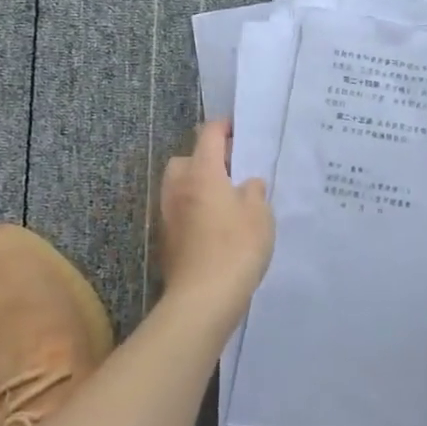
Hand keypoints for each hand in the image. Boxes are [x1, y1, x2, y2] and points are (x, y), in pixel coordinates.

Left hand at [156, 121, 274, 314]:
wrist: (203, 298)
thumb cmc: (236, 247)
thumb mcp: (260, 214)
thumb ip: (254, 191)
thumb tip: (247, 184)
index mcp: (202, 172)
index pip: (209, 135)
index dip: (224, 127)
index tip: (238, 130)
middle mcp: (179, 187)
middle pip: (187, 159)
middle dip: (206, 159)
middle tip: (231, 170)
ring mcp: (168, 214)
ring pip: (180, 186)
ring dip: (198, 185)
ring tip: (225, 200)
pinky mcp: (166, 239)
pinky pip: (180, 211)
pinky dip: (194, 210)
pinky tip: (215, 226)